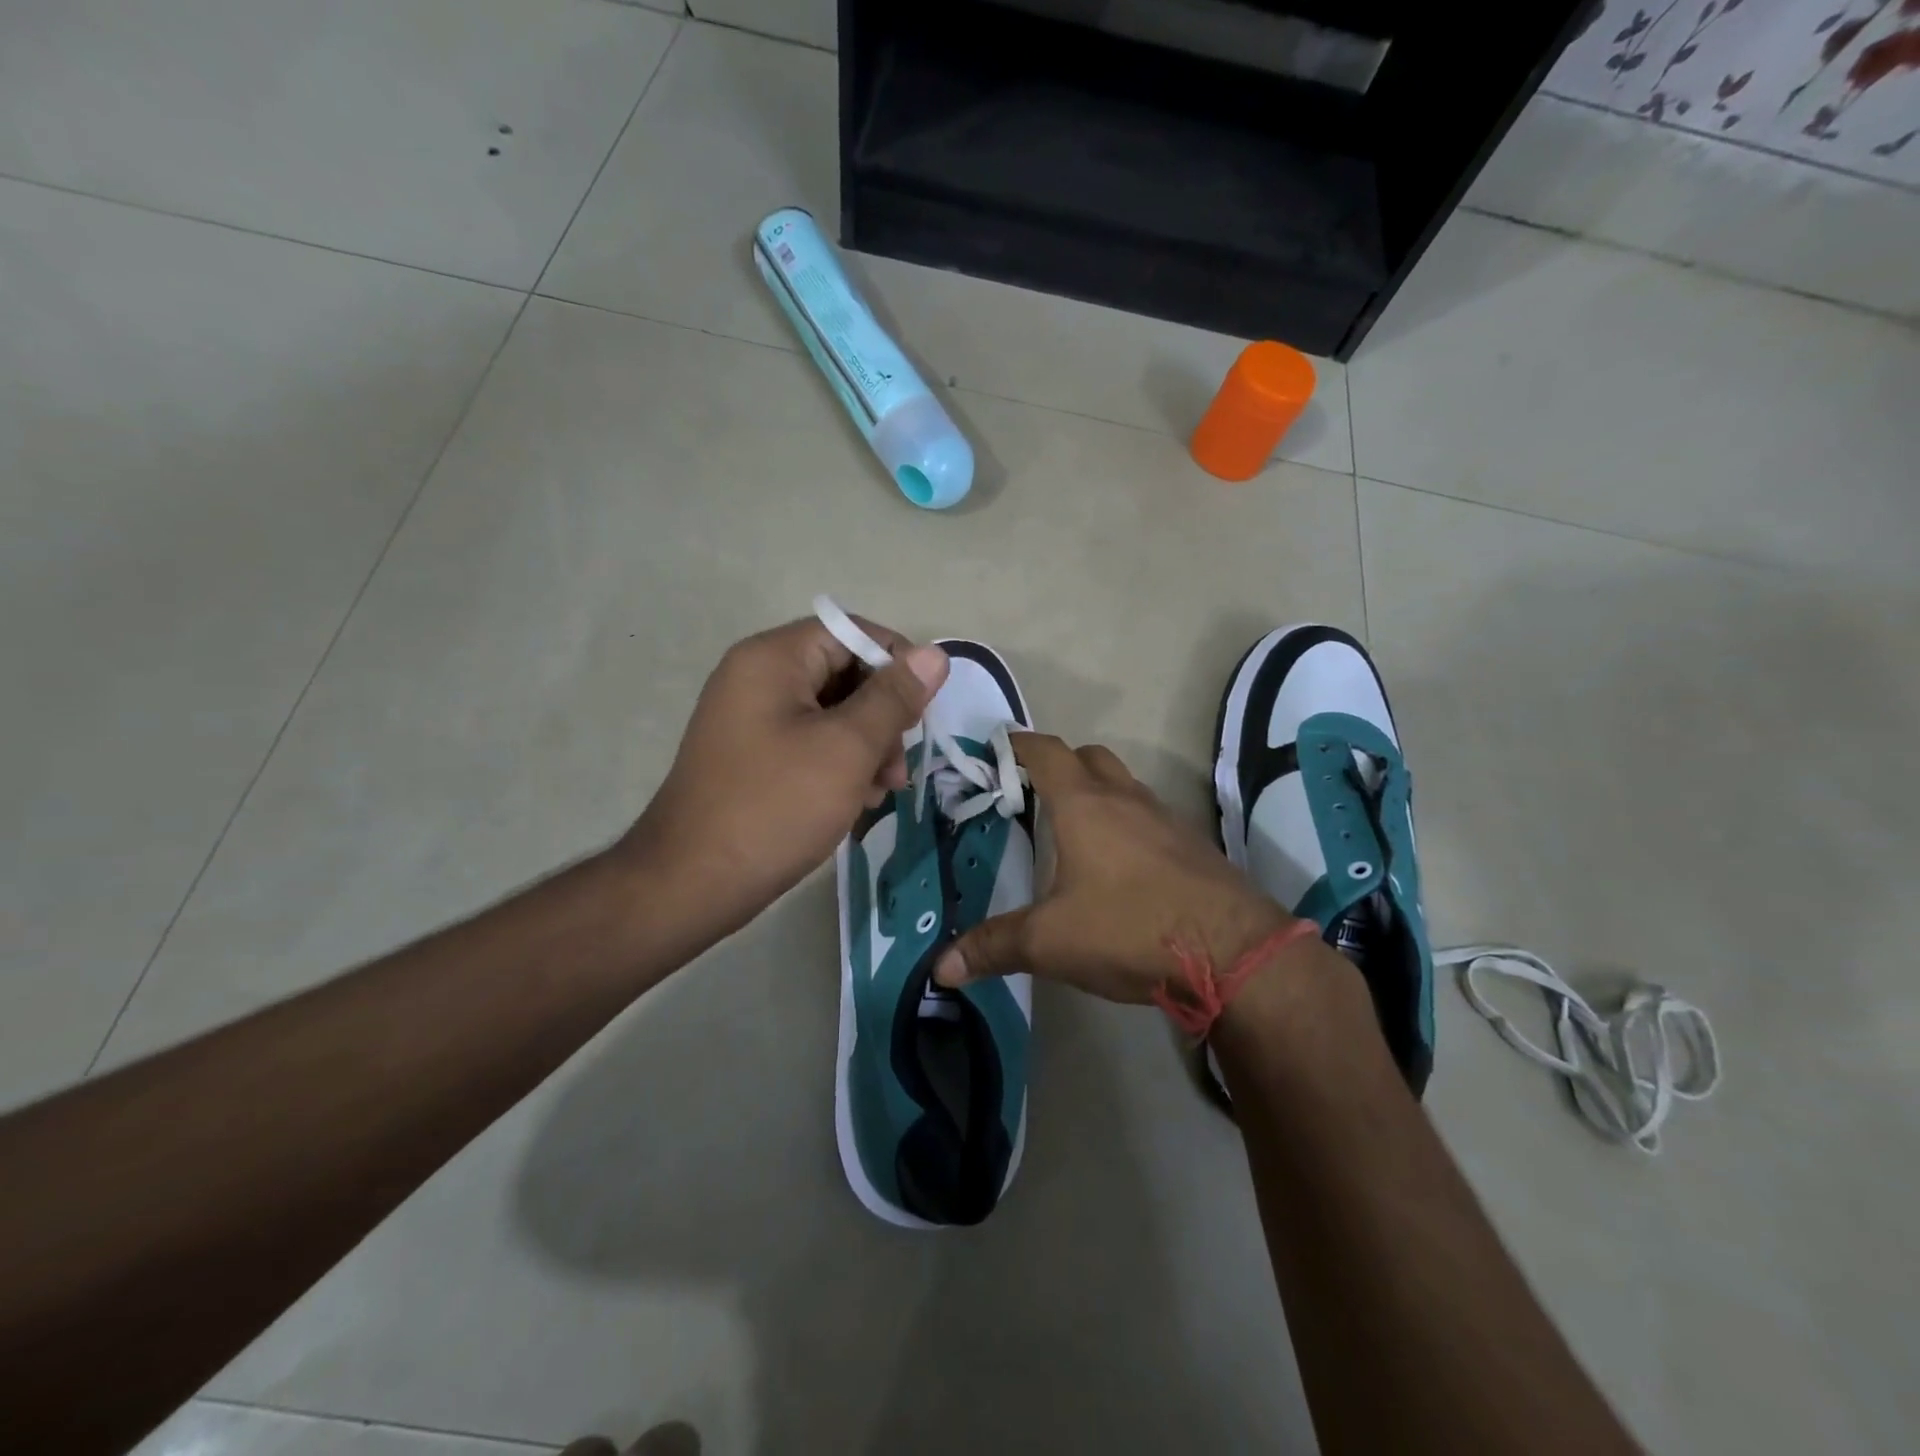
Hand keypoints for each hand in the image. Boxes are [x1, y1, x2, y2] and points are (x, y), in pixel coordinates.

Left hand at [621, 615, 947, 946]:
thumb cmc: (776, 806)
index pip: (851, 632)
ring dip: (868, 745)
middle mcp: (757, 677)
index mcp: (773, 659)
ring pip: (832, 712)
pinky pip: (810, 742)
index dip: (896, 663)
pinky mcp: (753, 755)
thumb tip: (935, 654)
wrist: (692, 883)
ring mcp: (751, 718)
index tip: (923, 710)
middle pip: (843, 672)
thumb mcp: (847, 748)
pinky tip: (858, 801)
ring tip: (884, 791)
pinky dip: (840, 763)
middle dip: (883, 715)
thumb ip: (894, 698)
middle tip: (899, 764)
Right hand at [933, 734, 1294, 1003]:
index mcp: (1083, 804)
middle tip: (1034, 793)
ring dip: (1099, 793)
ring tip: (1074, 830)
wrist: (1234, 952)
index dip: (1020, 744)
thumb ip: (993, 947)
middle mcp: (1126, 799)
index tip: (999, 747)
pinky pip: (1151, 817)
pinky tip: (1121, 866)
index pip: (1047, 752)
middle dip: (1061, 764)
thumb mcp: (1050, 942)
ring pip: (1125, 785)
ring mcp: (1166, 819)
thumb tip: (941, 968)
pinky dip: (1128, 823)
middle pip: (1090, 757)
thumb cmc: (1129, 928)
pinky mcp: (1193, 846)